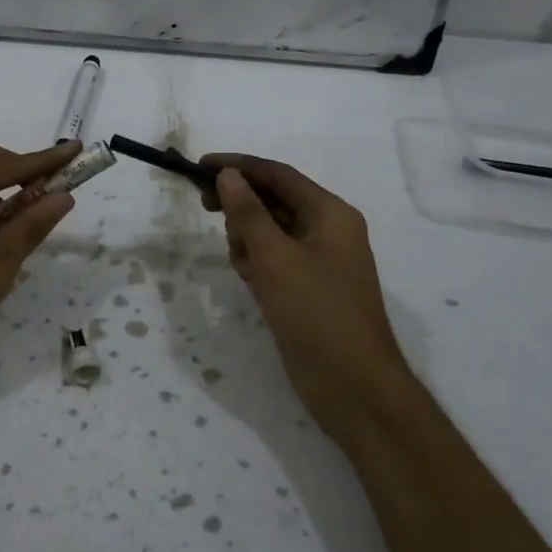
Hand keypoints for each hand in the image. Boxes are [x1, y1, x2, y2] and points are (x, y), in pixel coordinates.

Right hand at [203, 154, 409, 439]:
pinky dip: (257, 263)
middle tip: (206, 209)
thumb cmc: (316, 313)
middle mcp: (327, 230)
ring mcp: (317, 261)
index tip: (200, 166)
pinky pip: (273, 260)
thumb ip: (249, 213)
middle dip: (242, 206)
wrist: (352, 385)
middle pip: (273, 201)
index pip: (278, 175)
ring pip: (269, 232)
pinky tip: (251, 282)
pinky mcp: (305, 288)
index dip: (239, 166)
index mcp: (330, 214)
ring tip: (245, 265)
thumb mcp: (276, 258)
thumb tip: (229, 175)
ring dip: (248, 239)